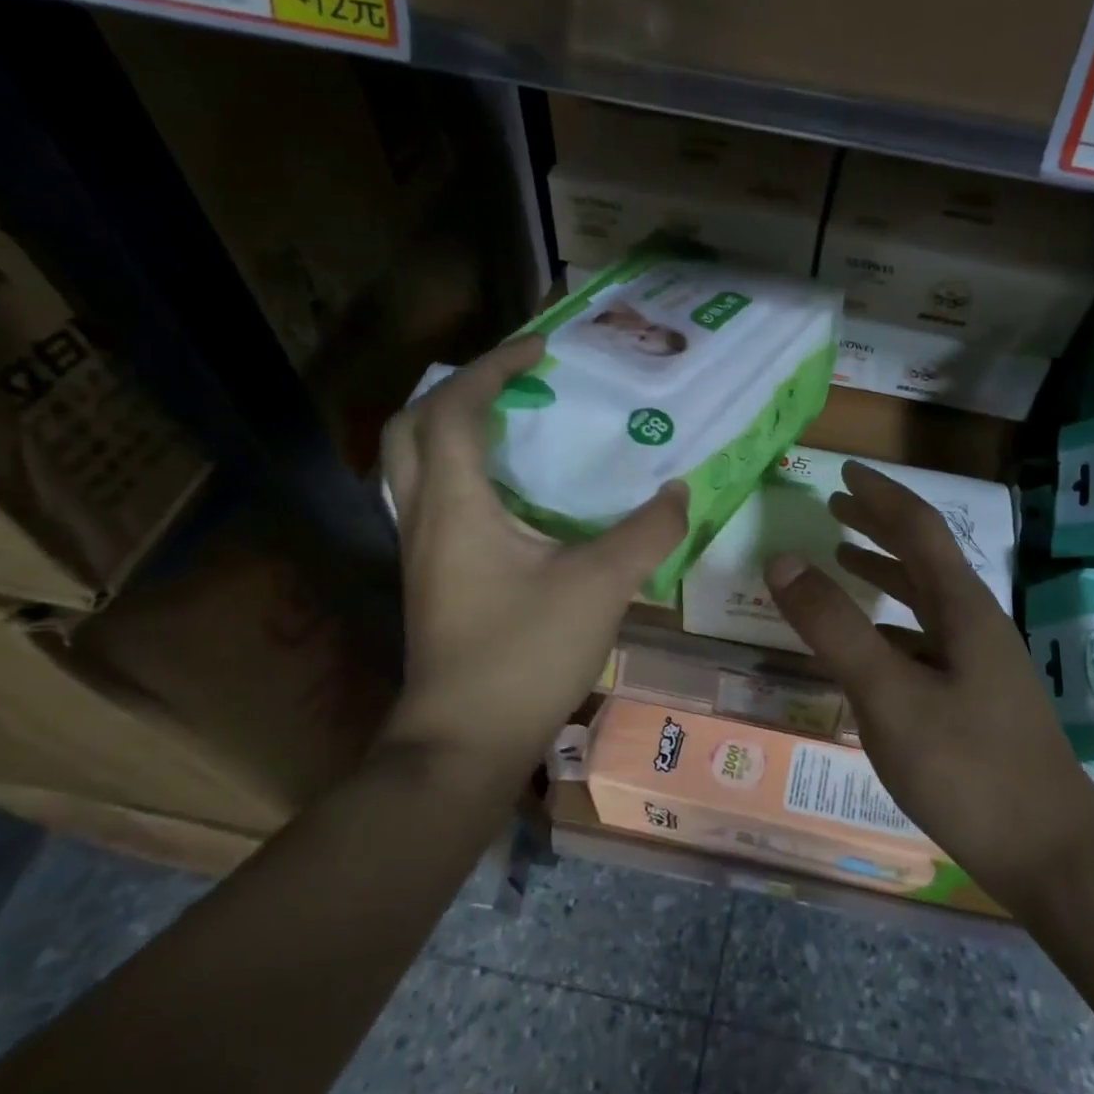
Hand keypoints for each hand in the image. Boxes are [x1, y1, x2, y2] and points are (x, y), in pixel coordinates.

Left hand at [381, 335, 687, 775]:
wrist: (463, 744)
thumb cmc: (524, 655)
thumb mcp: (601, 586)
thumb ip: (648, 532)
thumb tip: (682, 491)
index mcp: (456, 504)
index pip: (455, 408)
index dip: (494, 366)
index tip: (541, 349)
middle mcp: (425, 517)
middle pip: (411, 427)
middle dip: (457, 389)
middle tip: (512, 381)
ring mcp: (422, 551)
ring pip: (414, 465)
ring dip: (453, 429)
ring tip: (512, 423)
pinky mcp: (432, 578)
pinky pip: (435, 499)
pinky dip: (464, 472)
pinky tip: (512, 493)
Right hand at [764, 462, 1093, 910]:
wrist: (1052, 857)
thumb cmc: (969, 770)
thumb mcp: (890, 697)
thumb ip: (836, 629)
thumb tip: (783, 561)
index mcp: (963, 608)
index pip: (920, 529)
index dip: (881, 495)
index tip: (845, 471)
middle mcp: (976, 624)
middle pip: (925, 557)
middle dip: (880, 526)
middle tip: (836, 507)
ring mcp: (981, 664)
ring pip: (926, 600)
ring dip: (886, 572)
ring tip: (844, 558)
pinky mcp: (977, 700)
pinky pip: (925, 640)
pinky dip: (891, 624)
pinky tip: (870, 644)